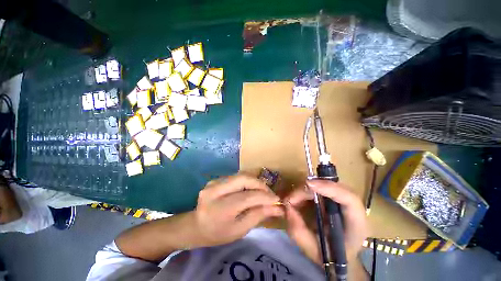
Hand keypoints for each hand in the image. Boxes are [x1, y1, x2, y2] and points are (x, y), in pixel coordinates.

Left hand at [194, 174, 284, 246]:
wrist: (195, 226)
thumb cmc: (218, 233)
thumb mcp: (239, 230)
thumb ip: (258, 216)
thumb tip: (277, 207)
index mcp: (220, 209)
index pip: (248, 197)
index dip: (265, 197)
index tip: (277, 200)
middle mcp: (215, 191)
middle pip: (244, 178)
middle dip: (260, 184)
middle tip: (270, 193)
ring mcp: (214, 182)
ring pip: (241, 175)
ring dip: (254, 182)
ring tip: (263, 191)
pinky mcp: (215, 179)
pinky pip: (236, 177)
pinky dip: (247, 181)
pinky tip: (251, 189)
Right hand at [284, 180, 367, 264]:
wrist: (340, 257)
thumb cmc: (330, 256)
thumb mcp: (313, 250)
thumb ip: (299, 232)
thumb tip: (287, 208)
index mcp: (356, 224)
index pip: (350, 200)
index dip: (330, 188)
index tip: (309, 185)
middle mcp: (352, 208)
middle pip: (331, 188)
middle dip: (308, 191)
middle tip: (290, 200)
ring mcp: (342, 200)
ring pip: (324, 185)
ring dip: (305, 191)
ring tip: (291, 202)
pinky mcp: (334, 197)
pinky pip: (319, 188)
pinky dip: (305, 192)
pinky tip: (297, 200)